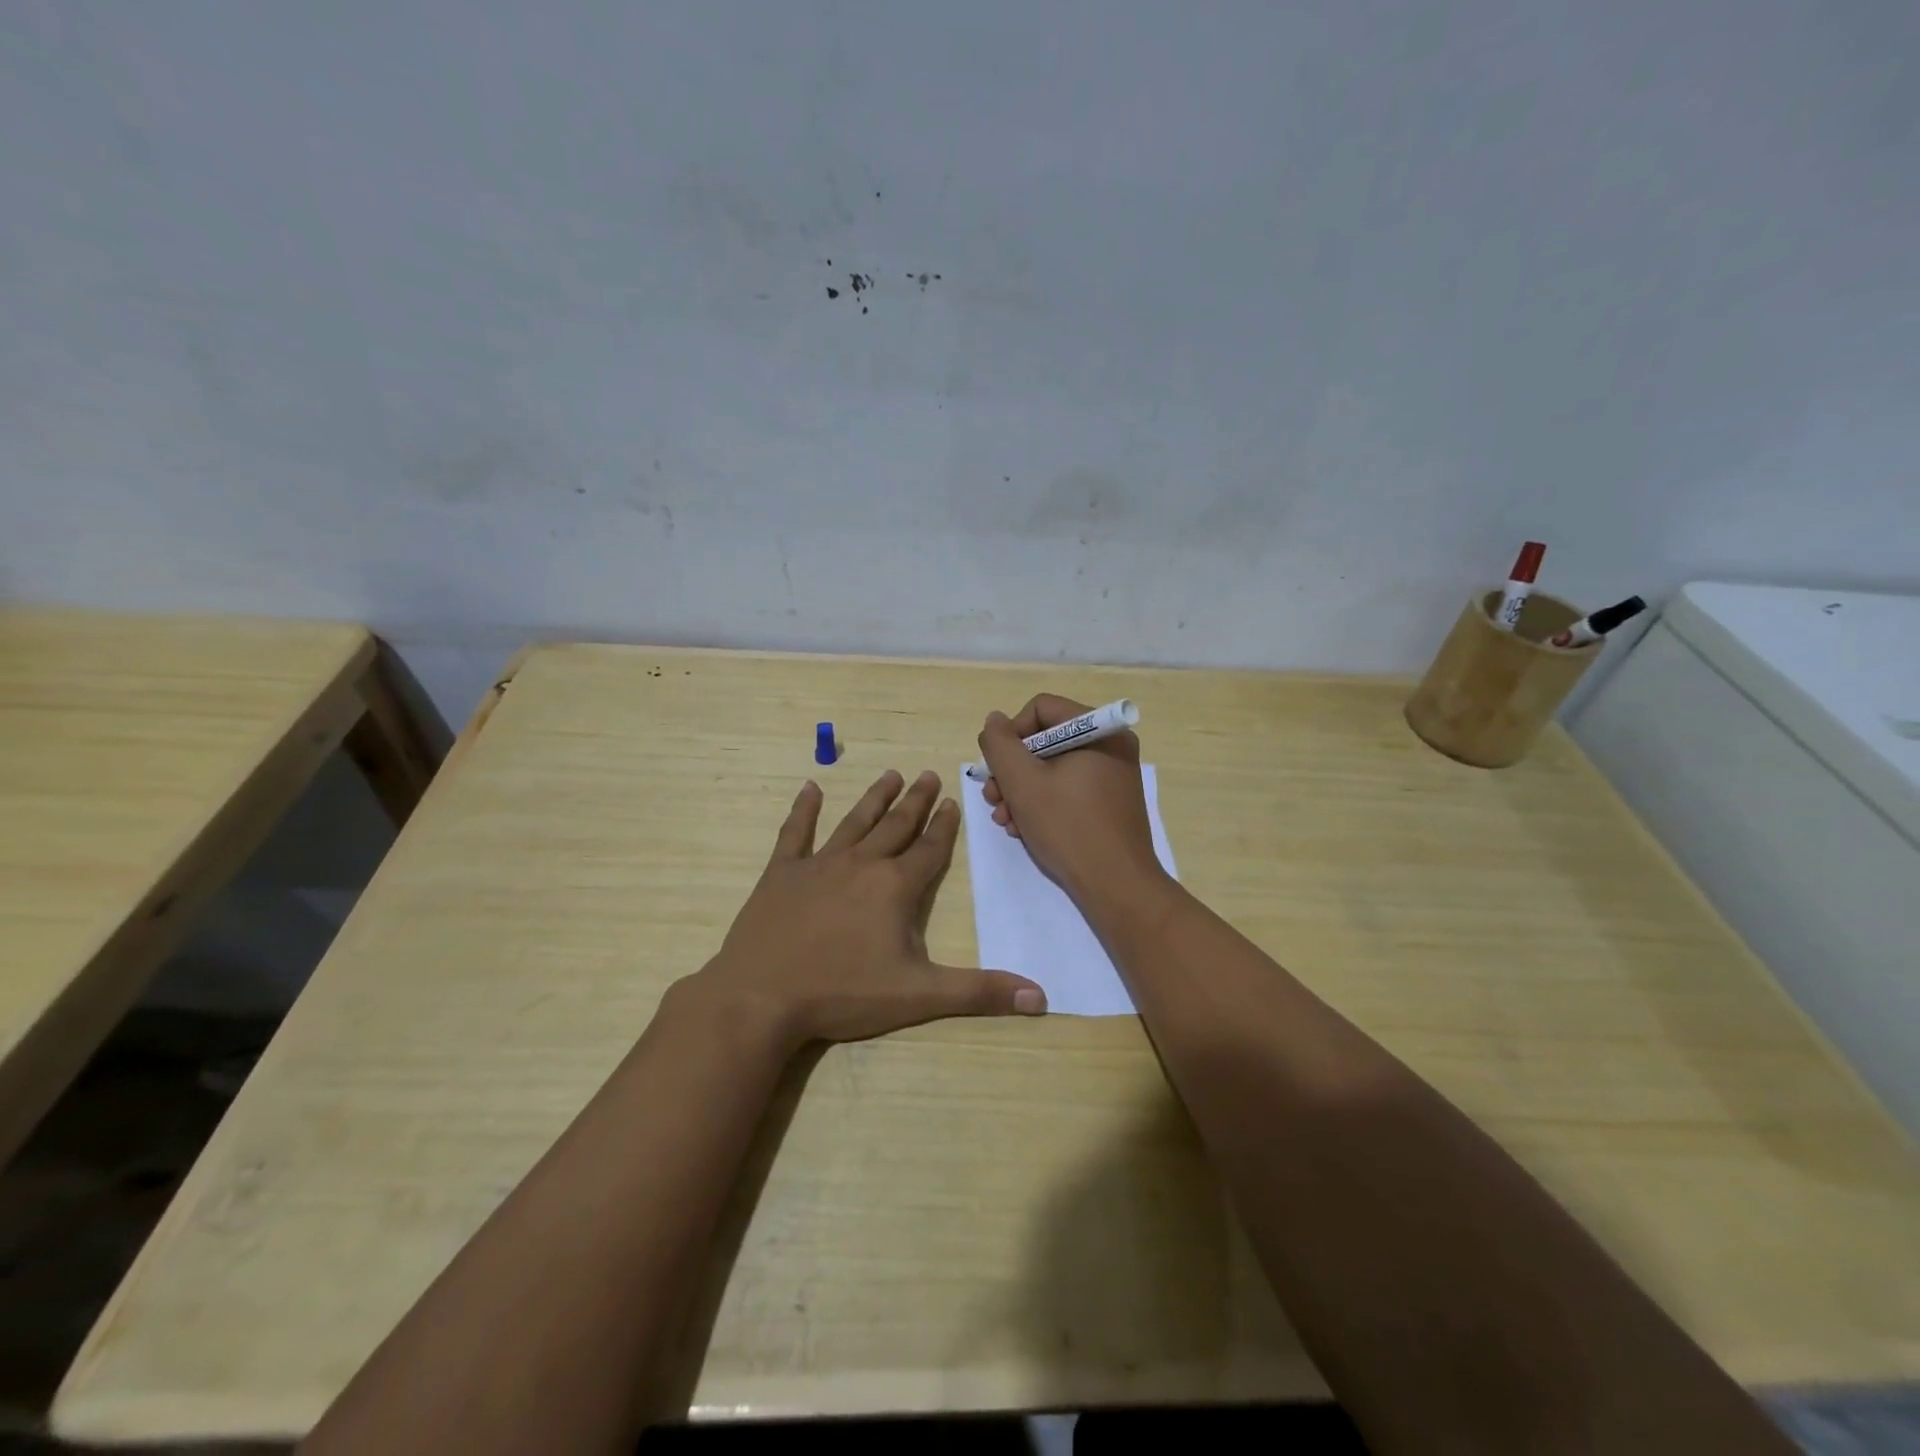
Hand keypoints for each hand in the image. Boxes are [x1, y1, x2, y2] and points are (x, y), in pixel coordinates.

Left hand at [692, 769, 1046, 1050]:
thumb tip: (1041, 998)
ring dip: (875, 798)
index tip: (952, 800)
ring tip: (891, 775)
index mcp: (895, 887)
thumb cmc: (843, 994)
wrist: (762, 996)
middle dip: (916, 801)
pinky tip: (809, 788)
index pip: (929, 849)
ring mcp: (819, 865)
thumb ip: (980, 992)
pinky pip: (795, 833)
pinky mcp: (781, 873)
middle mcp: (861, 864)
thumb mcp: (919, 996)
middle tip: (928, 774)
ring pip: (855, 822)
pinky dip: (803, 810)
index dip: (944, 826)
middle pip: (896, 826)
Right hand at [978, 694, 1167, 903]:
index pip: (1040, 709)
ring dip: (1021, 791)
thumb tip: (994, 721)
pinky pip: (1068, 789)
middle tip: (992, 798)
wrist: (1116, 886)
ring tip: (1004, 820)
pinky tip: (1023, 829)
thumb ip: (1000, 745)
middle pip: (1045, 740)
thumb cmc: (1068, 827)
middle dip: (1012, 770)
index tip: (996, 768)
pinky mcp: (1109, 802)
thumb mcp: (1022, 782)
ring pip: (1052, 768)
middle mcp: (1111, 746)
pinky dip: (1042, 803)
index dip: (1011, 735)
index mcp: (1099, 730)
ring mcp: (1112, 776)